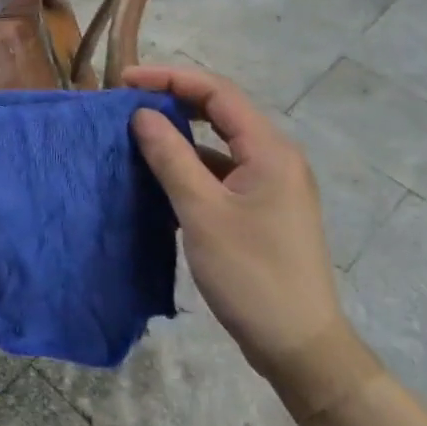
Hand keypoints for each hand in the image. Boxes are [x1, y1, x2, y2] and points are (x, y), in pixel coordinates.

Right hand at [125, 65, 345, 385]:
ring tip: (138, 136)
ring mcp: (272, 184)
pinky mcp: (263, 208)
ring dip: (181, 134)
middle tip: (129, 102)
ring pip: (220, 143)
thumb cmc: (251, 275)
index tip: (126, 81)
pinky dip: (192, 166)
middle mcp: (276, 157)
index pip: (217, 92)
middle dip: (175, 100)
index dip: (170, 78)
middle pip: (221, 111)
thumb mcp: (202, 212)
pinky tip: (162, 178)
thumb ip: (171, 157)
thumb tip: (142, 114)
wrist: (300, 347)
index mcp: (270, 150)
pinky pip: (223, 171)